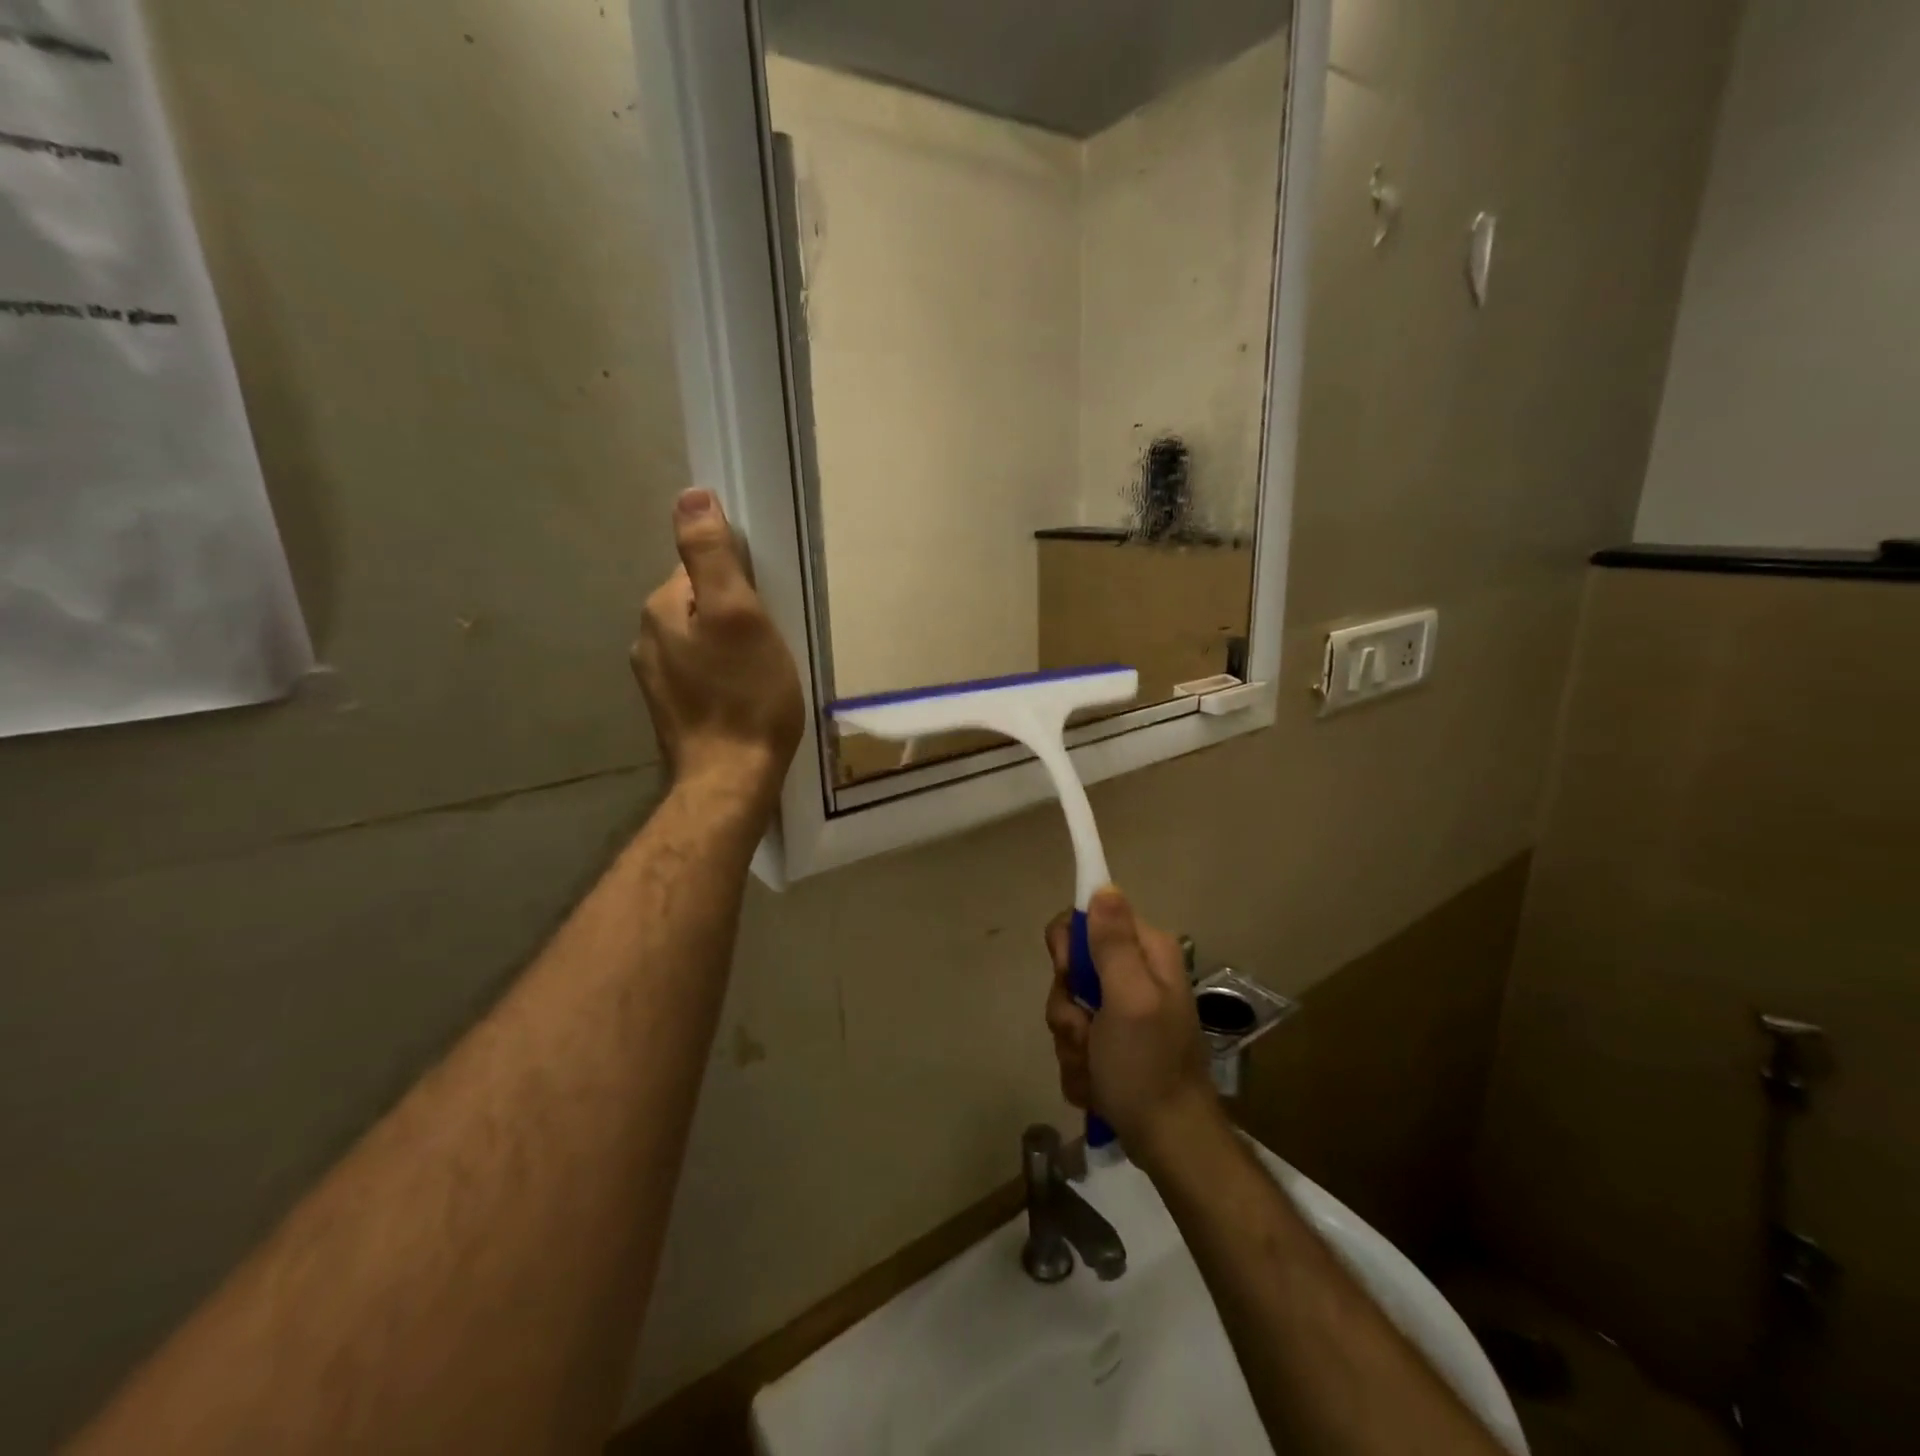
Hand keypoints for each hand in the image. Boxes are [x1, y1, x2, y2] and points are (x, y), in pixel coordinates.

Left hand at [632, 489, 804, 812]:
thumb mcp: (739, 616)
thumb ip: (711, 555)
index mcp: (661, 610)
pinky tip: (745, 697)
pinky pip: (701, 673)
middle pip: (700, 605)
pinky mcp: (673, 710)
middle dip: (734, 614)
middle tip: (772, 643)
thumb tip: (690, 495)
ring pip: (701, 641)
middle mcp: (648, 639)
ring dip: (730, 646)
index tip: (768, 607)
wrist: (730, 781)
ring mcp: (657, 680)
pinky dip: (723, 676)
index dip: (740, 581)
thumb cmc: (745, 696)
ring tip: (762, 672)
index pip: (700, 569)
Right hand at [1044, 887, 1219, 1166]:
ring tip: (1097, 1067)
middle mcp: (1134, 973)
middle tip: (1087, 1032)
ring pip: (1067, 1008)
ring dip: (1072, 1043)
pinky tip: (1099, 1084)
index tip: (1071, 976)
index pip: (1086, 918)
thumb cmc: (1148, 1067)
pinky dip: (1080, 1065)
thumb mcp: (1129, 999)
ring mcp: (1121, 1010)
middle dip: (1068, 1008)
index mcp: (1145, 952)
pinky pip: (1074, 1040)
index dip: (1068, 948)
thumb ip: (1112, 943)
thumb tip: (1103, 887)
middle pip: (1070, 969)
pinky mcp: (1112, 1042)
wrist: (1169, 1142)